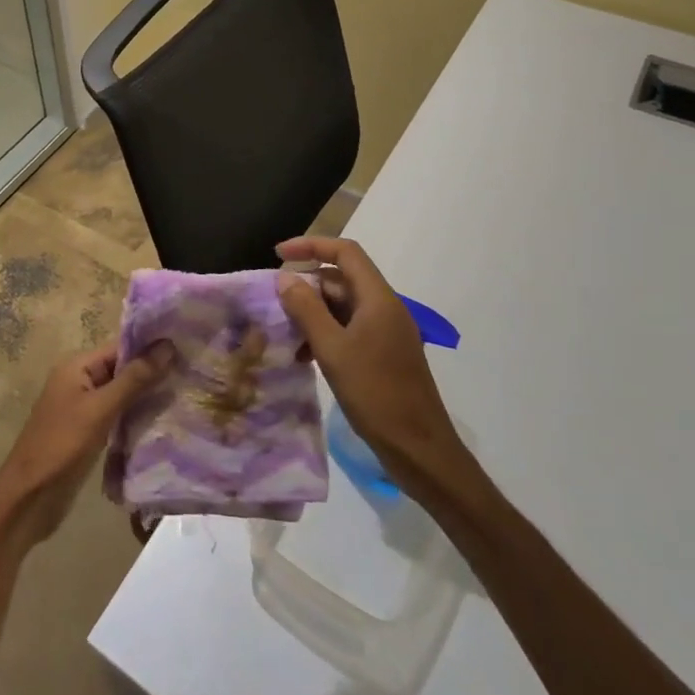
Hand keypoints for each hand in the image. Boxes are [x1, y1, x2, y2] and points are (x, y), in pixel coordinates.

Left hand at [0, 341, 173, 549]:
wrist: (29, 498)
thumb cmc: (62, 445)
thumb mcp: (101, 409)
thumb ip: (134, 379)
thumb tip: (168, 345)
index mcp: (76, 366)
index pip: (121, 347)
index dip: (151, 348)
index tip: (187, 350)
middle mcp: (79, 380)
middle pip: (122, 370)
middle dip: (153, 373)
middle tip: (193, 375)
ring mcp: (83, 408)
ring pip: (122, 395)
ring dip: (147, 397)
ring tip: (185, 396)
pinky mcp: (88, 433)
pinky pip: (117, 416)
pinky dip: (136, 417)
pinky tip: (163, 422)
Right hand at [275, 236, 474, 492]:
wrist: (419, 449)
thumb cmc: (375, 394)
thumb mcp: (332, 350)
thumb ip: (306, 310)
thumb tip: (285, 278)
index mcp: (378, 299)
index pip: (345, 253)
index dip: (311, 246)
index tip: (278, 254)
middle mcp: (385, 308)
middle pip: (342, 279)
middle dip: (307, 285)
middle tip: (275, 302)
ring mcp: (387, 332)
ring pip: (344, 307)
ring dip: (313, 313)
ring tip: (286, 333)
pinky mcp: (385, 354)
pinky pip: (350, 329)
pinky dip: (326, 334)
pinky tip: (306, 356)